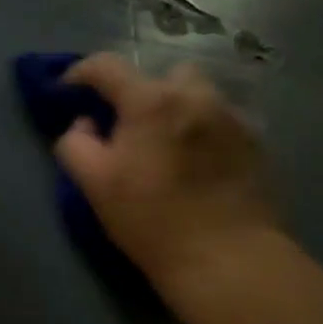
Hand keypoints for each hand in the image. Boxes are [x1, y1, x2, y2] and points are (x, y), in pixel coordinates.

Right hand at [53, 53, 283, 290]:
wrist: (227, 257)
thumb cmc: (152, 220)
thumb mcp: (94, 184)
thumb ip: (76, 144)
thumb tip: (84, 124)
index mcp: (151, 101)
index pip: (106, 66)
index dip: (79, 73)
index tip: (67, 91)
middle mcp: (196, 95)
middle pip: (161, 75)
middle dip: (140, 93)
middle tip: (128, 128)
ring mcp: (231, 116)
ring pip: (197, 95)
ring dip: (176, 109)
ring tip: (167, 145)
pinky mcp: (255, 141)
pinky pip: (220, 121)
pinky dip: (202, 131)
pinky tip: (198, 164)